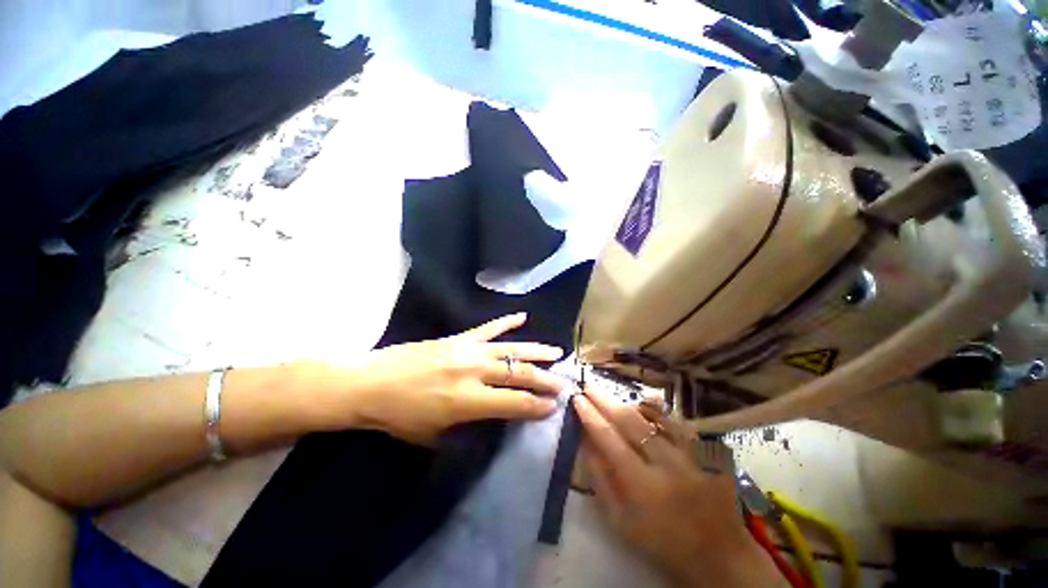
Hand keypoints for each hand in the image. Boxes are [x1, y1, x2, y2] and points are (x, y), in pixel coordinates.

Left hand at [311, 313, 566, 444]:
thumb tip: (493, 420)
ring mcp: (467, 349)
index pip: (514, 402)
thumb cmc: (399, 416)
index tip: (554, 406)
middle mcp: (474, 371)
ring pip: (511, 348)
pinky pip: (488, 328)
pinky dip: (506, 322)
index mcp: (467, 400)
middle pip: (519, 373)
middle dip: (545, 380)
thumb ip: (468, 427)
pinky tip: (522, 317)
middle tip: (563, 383)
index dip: (537, 406)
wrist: (370, 383)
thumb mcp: (435, 435)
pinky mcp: (459, 337)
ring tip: (556, 352)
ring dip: (536, 351)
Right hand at [574, 388, 786, 587]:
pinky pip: (676, 423)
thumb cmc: (661, 543)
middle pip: (630, 422)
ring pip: (653, 417)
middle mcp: (668, 465)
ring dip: (628, 403)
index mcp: (643, 487)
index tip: (577, 399)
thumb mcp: (620, 522)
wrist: (718, 555)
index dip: (590, 416)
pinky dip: (656, 412)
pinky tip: (643, 407)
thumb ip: (599, 479)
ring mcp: (691, 456)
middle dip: (605, 400)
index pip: (609, 439)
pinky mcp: (707, 453)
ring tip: (610, 395)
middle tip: (588, 386)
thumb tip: (585, 442)